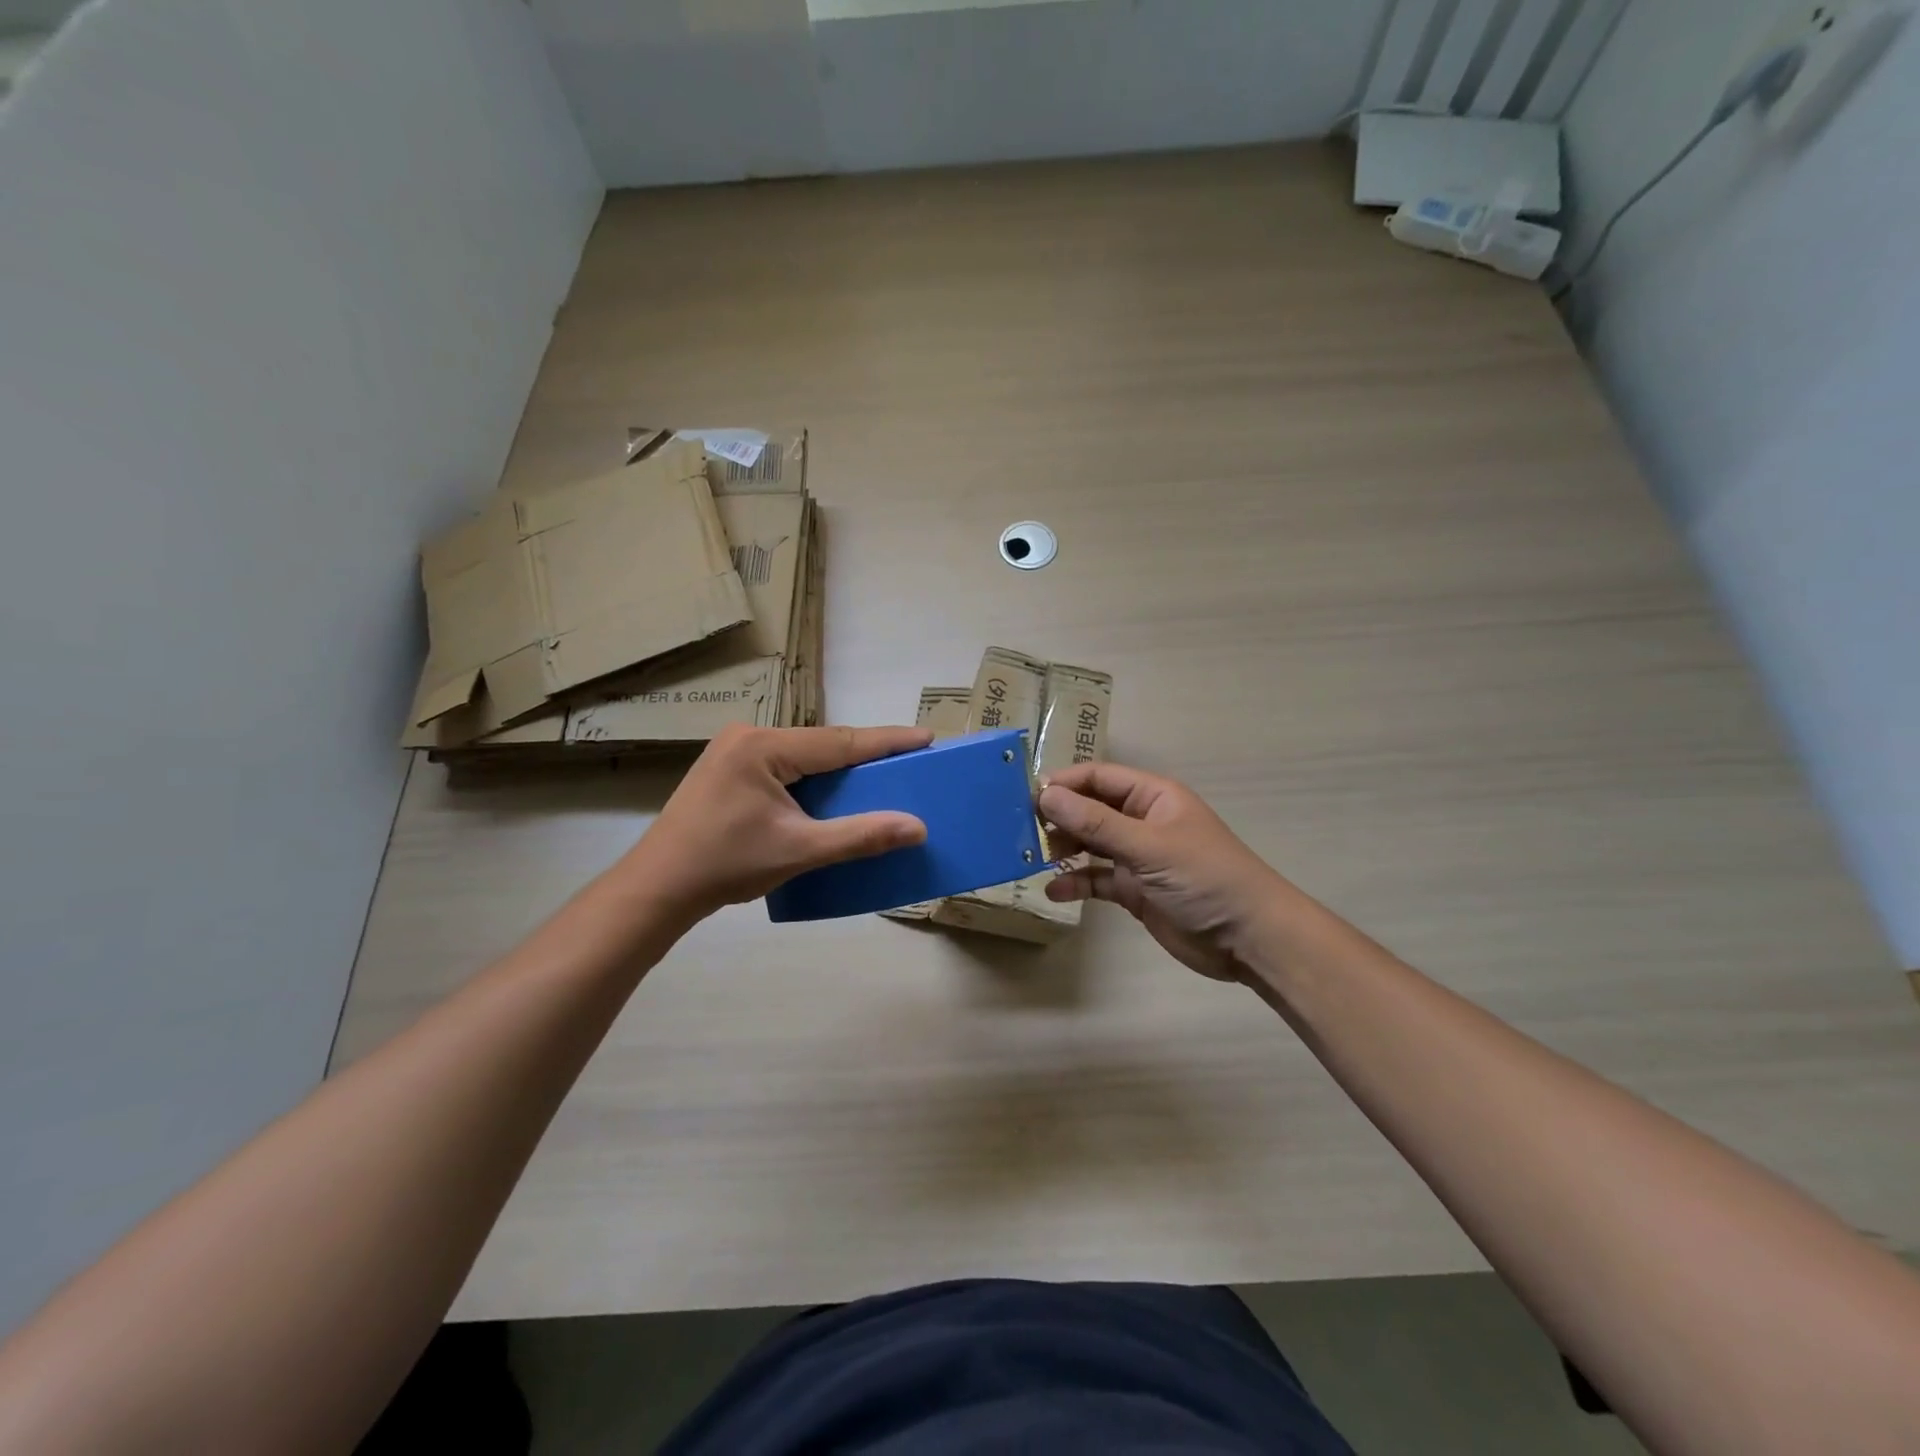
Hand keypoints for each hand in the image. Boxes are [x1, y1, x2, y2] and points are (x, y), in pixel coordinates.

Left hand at [623, 724, 932, 923]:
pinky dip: (812, 781)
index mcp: (764, 747)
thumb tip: (917, 827)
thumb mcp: (800, 850)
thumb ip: (861, 836)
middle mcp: (748, 738)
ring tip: (876, 778)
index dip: (886, 741)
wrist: (657, 888)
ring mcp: (733, 753)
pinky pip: (784, 768)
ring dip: (837, 769)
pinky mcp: (727, 772)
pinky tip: (830, 794)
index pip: (839, 741)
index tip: (926, 737)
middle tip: (907, 761)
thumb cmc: (727, 865)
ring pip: (802, 756)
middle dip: (863, 756)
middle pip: (821, 745)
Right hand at [1039, 763, 1293, 983]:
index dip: (1064, 783)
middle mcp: (1142, 821)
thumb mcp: (1149, 846)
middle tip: (1023, 831)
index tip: (1026, 797)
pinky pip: (1098, 879)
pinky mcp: (1136, 890)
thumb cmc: (1204, 878)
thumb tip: (1046, 795)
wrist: (1249, 938)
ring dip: (1064, 849)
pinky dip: (1076, 882)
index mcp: (1152, 797)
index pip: (1098, 777)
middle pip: (1090, 809)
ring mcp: (1138, 857)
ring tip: (1033, 858)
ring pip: (1091, 844)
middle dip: (1059, 817)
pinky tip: (1055, 891)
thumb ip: (1096, 822)